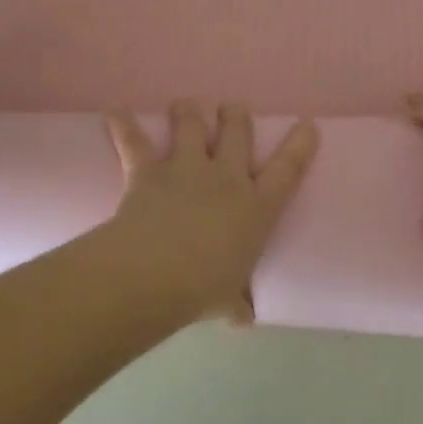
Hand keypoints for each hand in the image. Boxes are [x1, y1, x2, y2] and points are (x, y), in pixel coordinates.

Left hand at [106, 101, 319, 323]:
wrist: (155, 273)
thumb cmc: (203, 289)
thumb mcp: (227, 300)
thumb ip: (237, 304)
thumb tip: (244, 319)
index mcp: (256, 207)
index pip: (288, 169)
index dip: (299, 145)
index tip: (307, 125)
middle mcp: (225, 178)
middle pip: (236, 132)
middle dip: (235, 116)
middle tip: (232, 109)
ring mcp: (186, 169)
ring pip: (190, 124)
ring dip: (188, 112)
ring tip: (185, 104)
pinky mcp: (148, 171)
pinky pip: (133, 142)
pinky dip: (122, 125)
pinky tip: (115, 112)